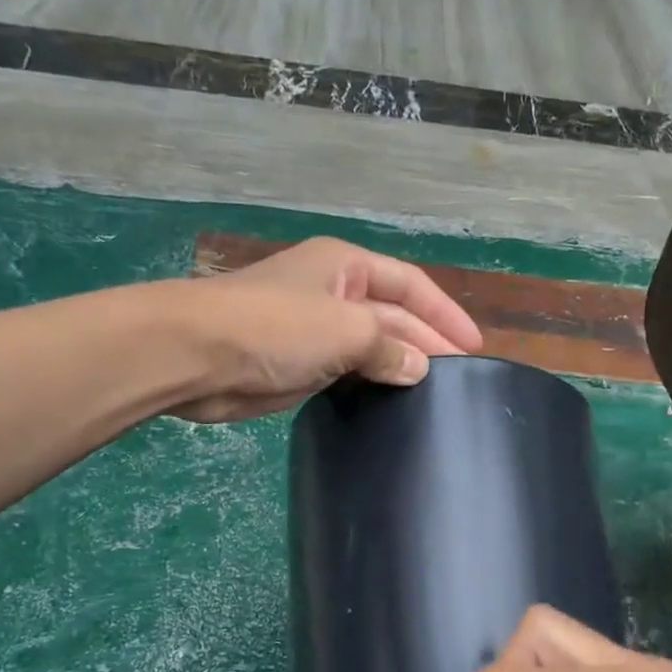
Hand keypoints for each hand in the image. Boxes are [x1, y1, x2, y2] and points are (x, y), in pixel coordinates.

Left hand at [169, 238, 482, 422]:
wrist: (196, 356)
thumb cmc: (274, 327)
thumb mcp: (345, 329)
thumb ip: (389, 346)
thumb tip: (419, 368)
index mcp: (347, 267)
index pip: (411, 285)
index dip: (445, 314)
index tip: (475, 349)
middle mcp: (334, 293)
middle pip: (394, 316)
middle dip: (427, 343)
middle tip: (460, 381)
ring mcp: (315, 331)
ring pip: (371, 347)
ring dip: (400, 366)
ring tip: (435, 396)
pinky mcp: (299, 366)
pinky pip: (347, 373)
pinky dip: (371, 384)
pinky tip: (392, 404)